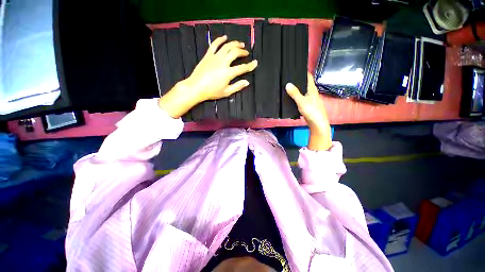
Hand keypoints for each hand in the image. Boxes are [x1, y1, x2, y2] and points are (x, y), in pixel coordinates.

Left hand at [158, 35, 257, 117]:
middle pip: (235, 53)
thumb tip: (247, 82)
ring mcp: (215, 57)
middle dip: (242, 52)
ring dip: (235, 43)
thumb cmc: (212, 92)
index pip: (242, 68)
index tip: (255, 63)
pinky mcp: (208, 55)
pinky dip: (220, 39)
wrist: (196, 87)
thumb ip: (237, 86)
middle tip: (246, 53)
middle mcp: (223, 62)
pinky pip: (215, 44)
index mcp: (228, 73)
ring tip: (240, 44)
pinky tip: (225, 37)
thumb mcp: (226, 92)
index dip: (250, 65)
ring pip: (227, 46)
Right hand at [286, 73, 331, 150]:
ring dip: (297, 88)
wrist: (317, 123)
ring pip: (303, 91)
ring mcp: (311, 99)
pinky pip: (302, 97)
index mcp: (312, 89)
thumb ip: (295, 93)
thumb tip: (287, 84)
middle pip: (305, 83)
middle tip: (288, 77)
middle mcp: (312, 92)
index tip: (295, 68)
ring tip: (288, 86)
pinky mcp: (308, 105)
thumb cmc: (311, 111)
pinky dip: (297, 96)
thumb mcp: (301, 101)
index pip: (308, 76)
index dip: (303, 71)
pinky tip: (291, 97)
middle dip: (298, 80)